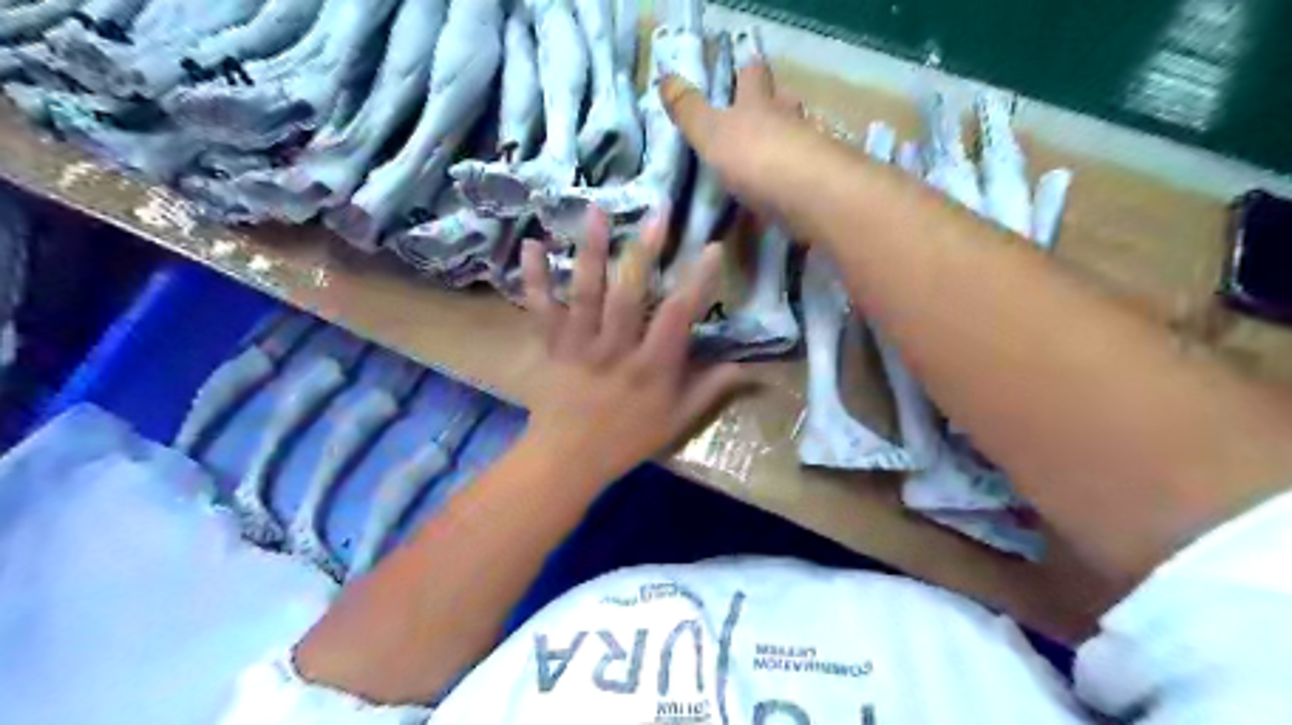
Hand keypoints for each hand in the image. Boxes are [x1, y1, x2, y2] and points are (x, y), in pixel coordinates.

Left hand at [517, 211, 751, 490]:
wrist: (569, 458)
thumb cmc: (629, 439)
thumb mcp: (678, 420)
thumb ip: (711, 388)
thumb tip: (750, 366)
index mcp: (650, 367)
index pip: (678, 317)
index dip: (697, 281)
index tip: (711, 246)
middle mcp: (615, 349)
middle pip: (629, 294)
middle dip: (645, 250)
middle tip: (658, 211)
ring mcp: (579, 345)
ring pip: (585, 292)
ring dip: (592, 250)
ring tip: (596, 209)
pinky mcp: (551, 345)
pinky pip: (541, 309)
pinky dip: (534, 278)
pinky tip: (530, 245)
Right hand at [659, 53, 833, 216]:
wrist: (810, 195)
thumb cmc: (756, 157)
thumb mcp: (711, 133)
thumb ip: (689, 110)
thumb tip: (665, 78)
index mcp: (760, 103)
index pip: (753, 76)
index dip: (746, 72)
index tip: (742, 68)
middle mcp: (789, 120)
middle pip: (783, 102)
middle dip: (774, 104)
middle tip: (761, 111)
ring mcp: (810, 150)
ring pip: (798, 136)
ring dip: (787, 141)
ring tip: (771, 154)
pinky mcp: (819, 183)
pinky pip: (803, 174)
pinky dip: (793, 178)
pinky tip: (784, 190)